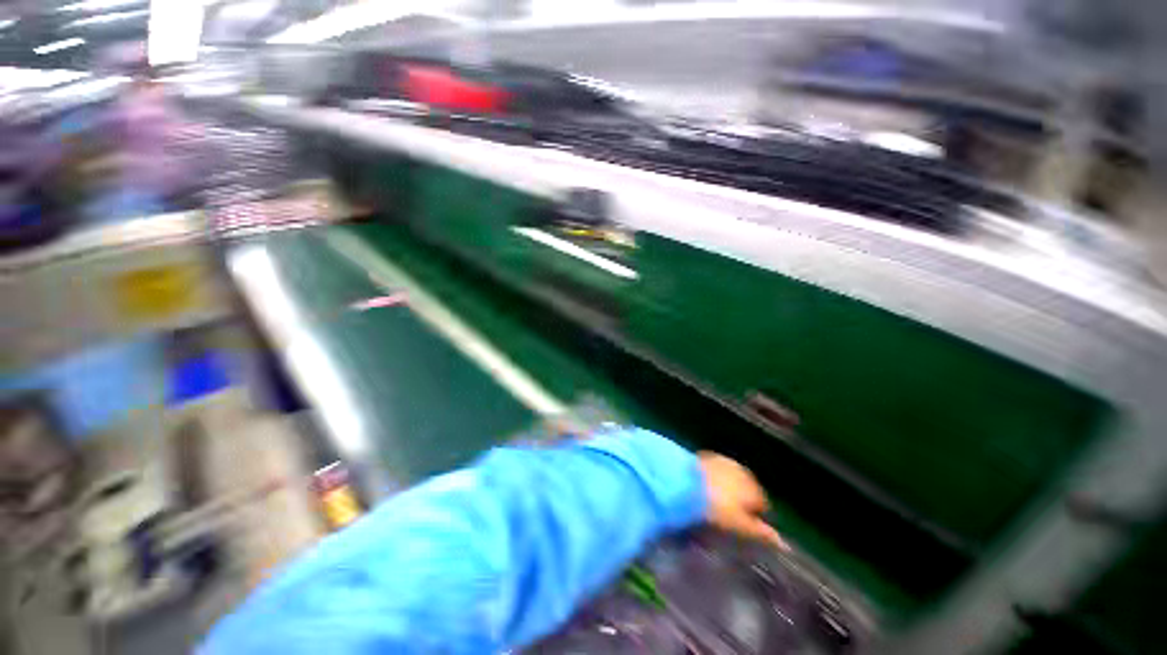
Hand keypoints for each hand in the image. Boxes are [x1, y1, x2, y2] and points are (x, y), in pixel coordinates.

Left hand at [698, 452, 787, 549]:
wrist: (686, 482)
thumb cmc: (718, 509)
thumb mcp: (741, 527)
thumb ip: (763, 534)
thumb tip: (783, 544)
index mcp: (755, 488)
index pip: (762, 506)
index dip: (752, 520)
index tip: (739, 529)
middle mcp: (742, 471)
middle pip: (745, 490)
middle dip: (738, 502)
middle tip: (723, 517)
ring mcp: (722, 461)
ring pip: (729, 479)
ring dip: (723, 489)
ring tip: (709, 503)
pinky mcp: (704, 456)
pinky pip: (712, 472)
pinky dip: (709, 480)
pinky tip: (699, 489)